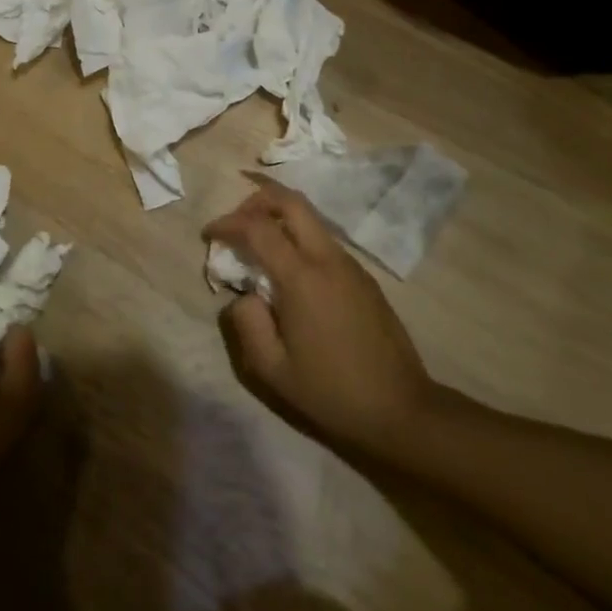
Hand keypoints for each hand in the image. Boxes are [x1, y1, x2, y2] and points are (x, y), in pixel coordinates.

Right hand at [205, 175, 444, 471]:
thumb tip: (243, 296)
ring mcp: (350, 265)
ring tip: (257, 245)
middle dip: (256, 199)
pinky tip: (288, 271)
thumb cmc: (332, 392)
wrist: (403, 411)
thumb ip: (246, 324)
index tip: (209, 235)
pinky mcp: (363, 277)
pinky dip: (297, 238)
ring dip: (278, 217)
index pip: (257, 227)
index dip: (227, 223)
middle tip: (235, 222)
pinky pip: (323, 240)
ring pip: (310, 218)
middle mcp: (327, 259)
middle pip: (290, 201)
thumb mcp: (273, 370)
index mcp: (302, 278)